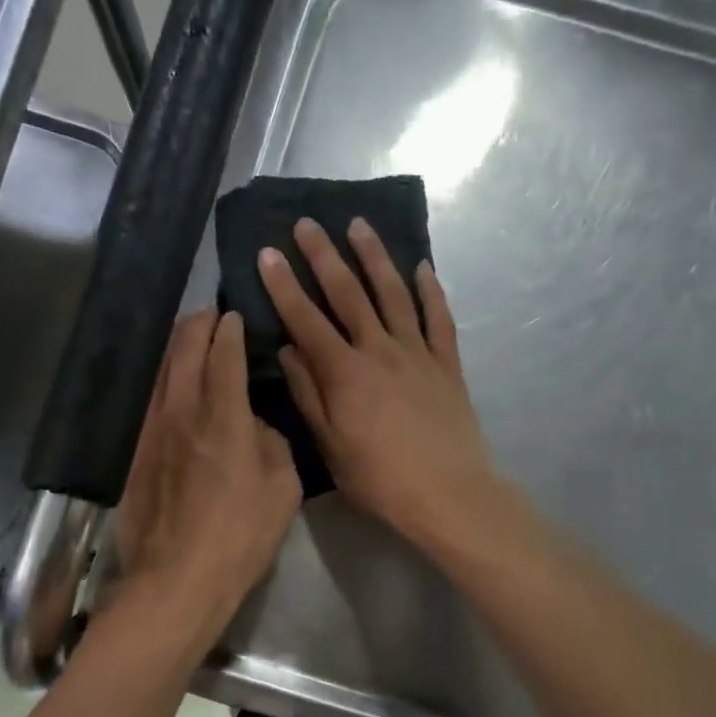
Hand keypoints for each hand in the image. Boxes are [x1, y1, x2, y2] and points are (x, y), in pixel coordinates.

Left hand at [112, 308, 300, 648]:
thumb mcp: (282, 489)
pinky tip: (169, 386)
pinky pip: (148, 402)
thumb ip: (272, 444)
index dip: (231, 330)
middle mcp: (182, 411)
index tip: (236, 315)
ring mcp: (151, 431)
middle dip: (198, 325)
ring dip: (175, 349)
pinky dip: (161, 382)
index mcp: (223, 416)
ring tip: (188, 339)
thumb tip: (257, 426)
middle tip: (210, 314)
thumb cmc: (240, 536)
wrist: (177, 579)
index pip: (224, 354)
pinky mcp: (134, 454)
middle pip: (183, 351)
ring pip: (160, 373)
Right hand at [259, 217, 496, 548]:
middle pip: (349, 294)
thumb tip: (288, 350)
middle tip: (307, 223)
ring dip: (375, 258)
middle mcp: (380, 350)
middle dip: (324, 256)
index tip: (268, 253)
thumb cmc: (379, 478)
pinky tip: (422, 267)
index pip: (307, 320)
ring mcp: (418, 353)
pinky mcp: (447, 364)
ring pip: (394, 294)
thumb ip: (308, 394)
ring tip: (359, 226)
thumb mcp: (330, 445)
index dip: (284, 286)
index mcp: (345, 373)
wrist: (447, 493)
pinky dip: (431, 290)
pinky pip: (439, 318)